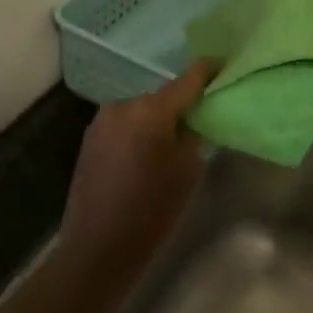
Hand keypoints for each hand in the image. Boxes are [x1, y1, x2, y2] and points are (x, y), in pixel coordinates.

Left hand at [61, 62, 213, 276]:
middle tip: (202, 116)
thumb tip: (191, 120)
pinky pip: (124, 125)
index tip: (223, 64)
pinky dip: (139, 131)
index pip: (187, 79)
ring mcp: (101, 121)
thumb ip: (193, 135)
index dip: (207, 70)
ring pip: (141, 111)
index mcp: (149, 110)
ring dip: (157, 119)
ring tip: (174, 140)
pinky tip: (147, 153)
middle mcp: (122, 105)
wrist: (97, 248)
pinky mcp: (90, 139)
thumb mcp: (187, 171)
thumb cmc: (151, 211)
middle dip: (181, 103)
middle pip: (161, 96)